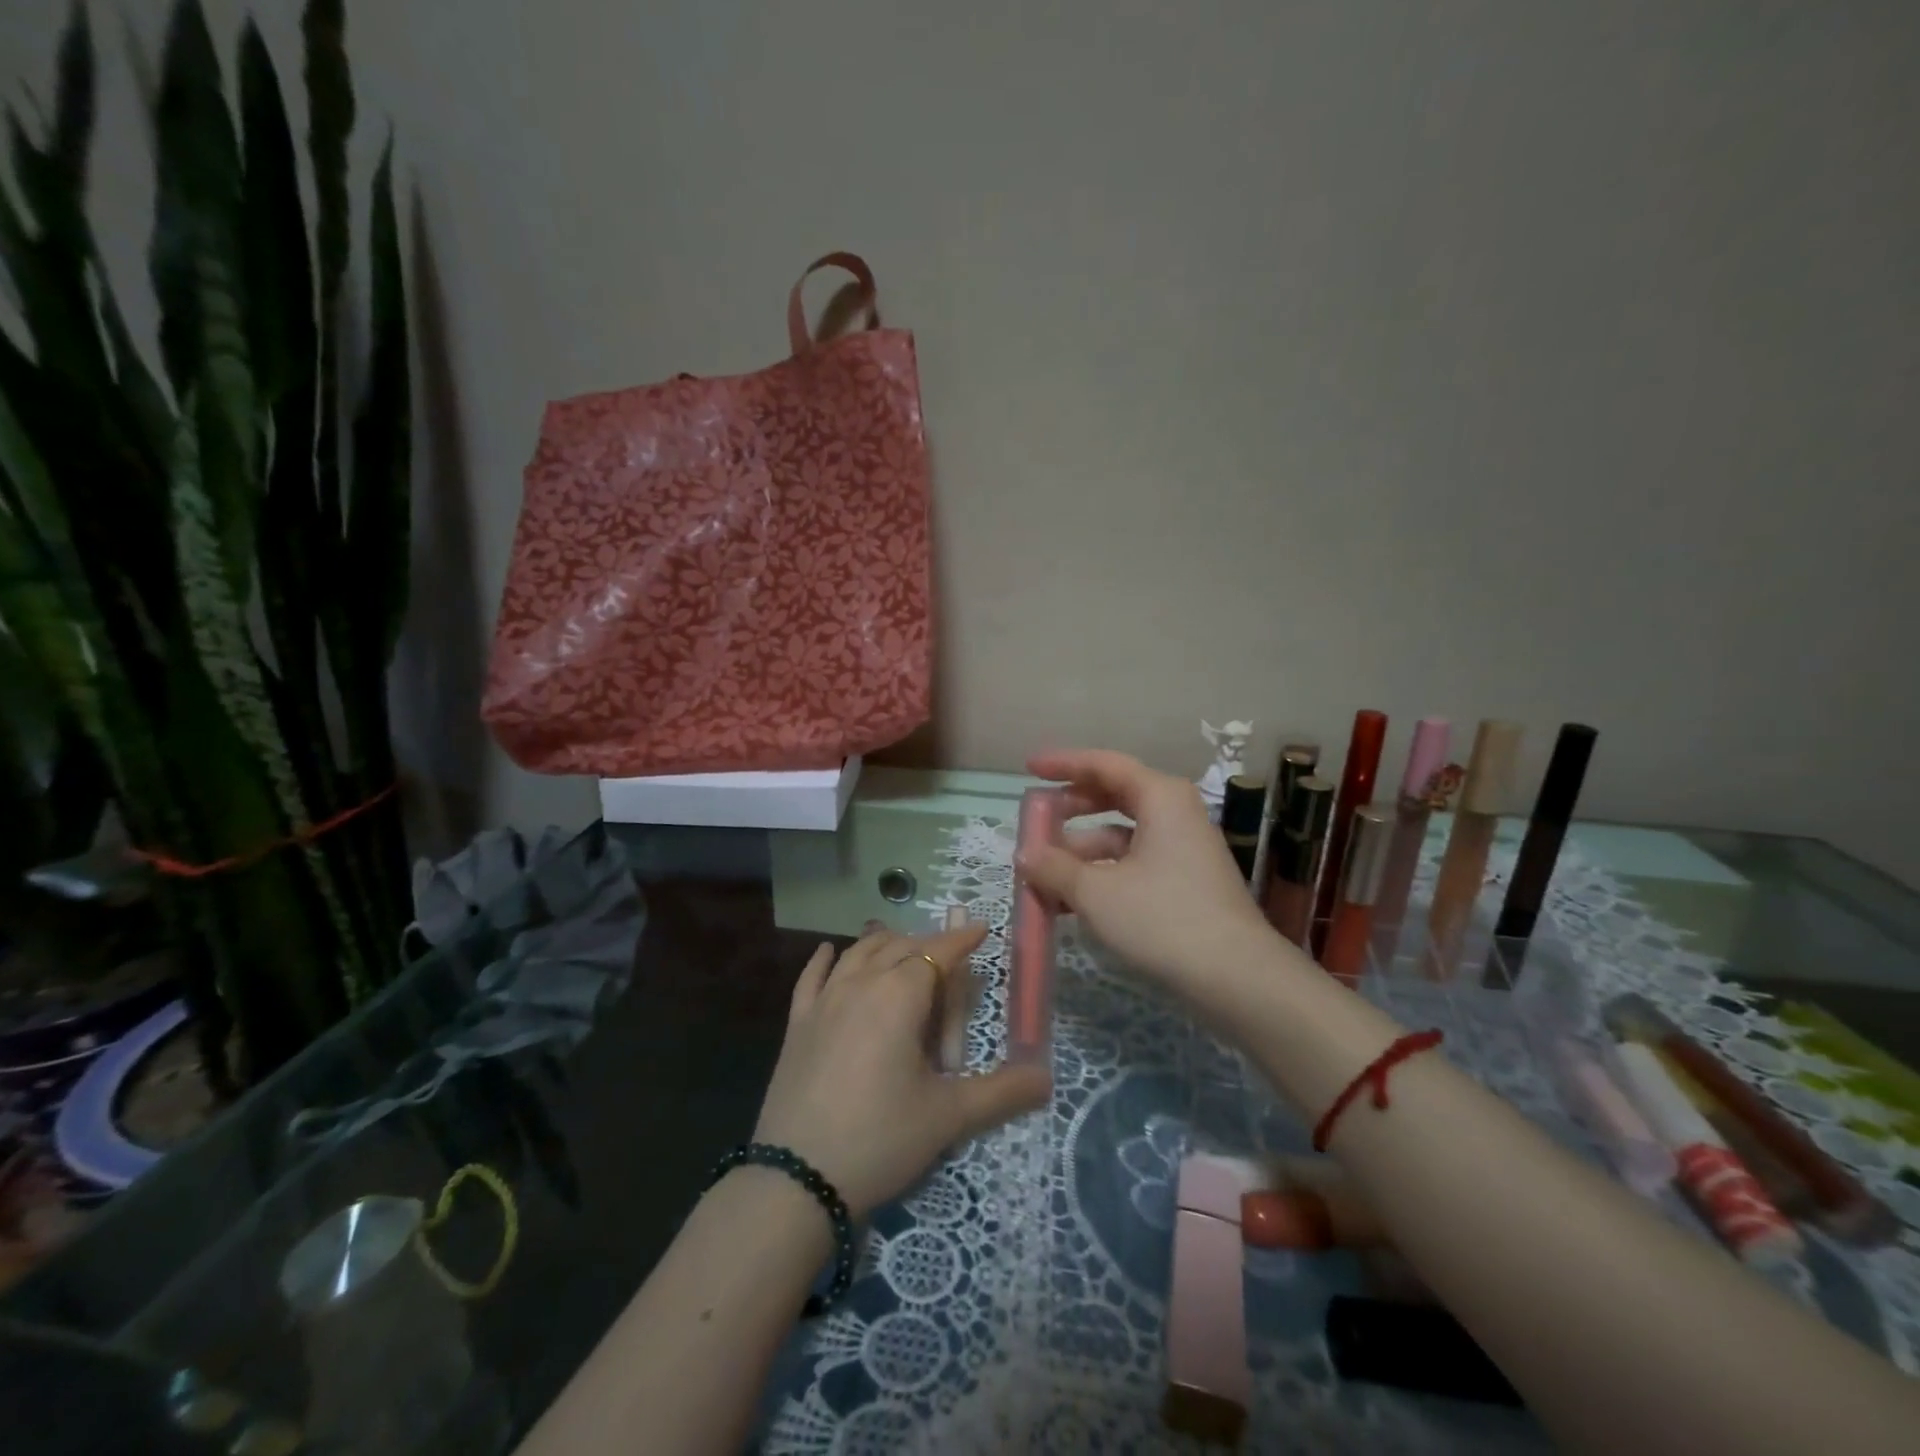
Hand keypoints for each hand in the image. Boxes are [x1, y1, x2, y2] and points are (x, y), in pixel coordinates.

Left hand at [753, 923, 1050, 1217]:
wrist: (797, 1179)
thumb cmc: (880, 1138)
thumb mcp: (948, 1117)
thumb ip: (1002, 1093)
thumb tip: (1048, 1078)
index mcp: (899, 995)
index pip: (937, 953)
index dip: (962, 939)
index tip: (981, 929)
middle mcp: (860, 984)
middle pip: (900, 948)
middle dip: (929, 948)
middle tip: (951, 968)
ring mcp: (823, 1002)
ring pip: (859, 954)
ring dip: (885, 944)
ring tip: (902, 946)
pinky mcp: (797, 1024)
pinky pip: (812, 977)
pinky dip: (825, 959)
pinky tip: (830, 951)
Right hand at [1021, 748, 1277, 990]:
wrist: (1237, 978)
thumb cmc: (1163, 919)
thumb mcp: (1097, 892)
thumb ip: (1054, 868)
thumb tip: (1025, 854)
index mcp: (1160, 797)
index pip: (1103, 764)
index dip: (1063, 764)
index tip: (1029, 768)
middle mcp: (1175, 813)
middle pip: (1114, 796)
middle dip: (1071, 809)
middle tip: (1037, 820)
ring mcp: (1184, 848)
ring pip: (1122, 835)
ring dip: (1081, 850)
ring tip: (1043, 875)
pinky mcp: (1186, 881)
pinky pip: (1134, 862)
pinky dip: (1102, 873)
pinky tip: (1072, 901)